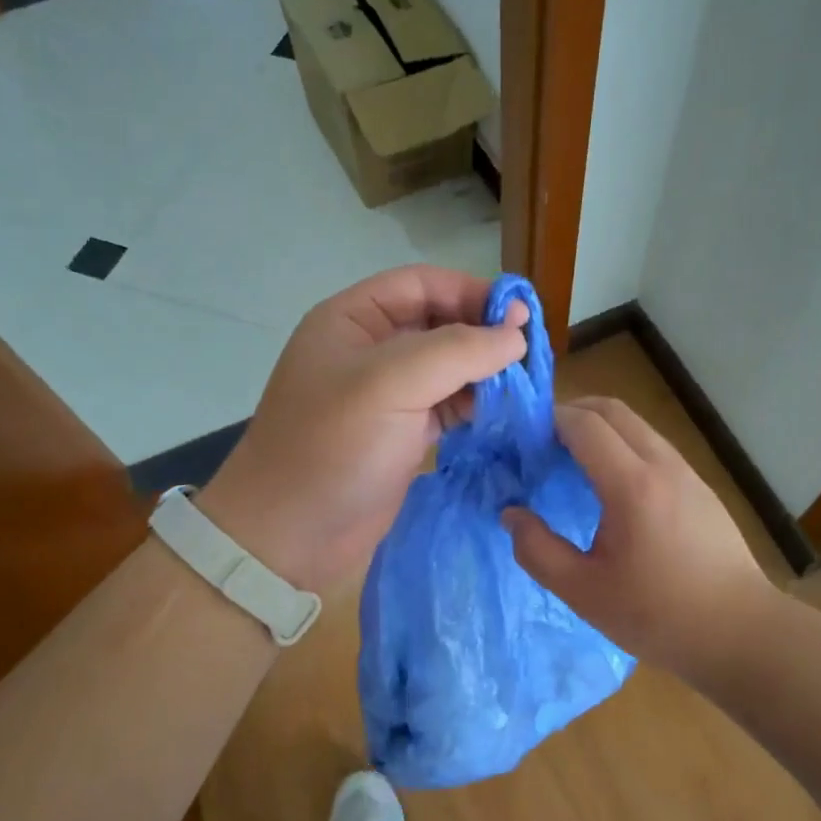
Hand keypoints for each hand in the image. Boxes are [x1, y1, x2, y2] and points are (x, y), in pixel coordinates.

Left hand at [200, 266, 527, 591]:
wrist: (290, 537)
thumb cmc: (332, 449)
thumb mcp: (391, 384)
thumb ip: (458, 350)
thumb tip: (517, 334)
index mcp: (353, 320)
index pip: (421, 284)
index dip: (471, 291)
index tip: (520, 316)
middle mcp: (370, 351)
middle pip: (439, 323)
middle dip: (483, 334)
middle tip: (530, 355)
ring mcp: (387, 395)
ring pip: (448, 367)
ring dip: (485, 372)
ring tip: (525, 386)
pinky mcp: (402, 434)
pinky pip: (448, 406)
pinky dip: (477, 406)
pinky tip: (504, 413)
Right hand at [502, 397, 777, 675]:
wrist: (740, 632)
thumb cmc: (658, 615)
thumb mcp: (583, 592)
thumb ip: (537, 550)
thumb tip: (511, 514)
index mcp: (631, 485)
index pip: (584, 424)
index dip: (548, 420)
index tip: (521, 438)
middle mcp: (662, 464)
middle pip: (612, 410)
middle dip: (572, 412)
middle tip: (541, 441)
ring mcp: (687, 472)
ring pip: (636, 425)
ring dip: (600, 427)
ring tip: (571, 460)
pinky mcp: (701, 486)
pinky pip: (654, 446)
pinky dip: (623, 445)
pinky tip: (611, 485)